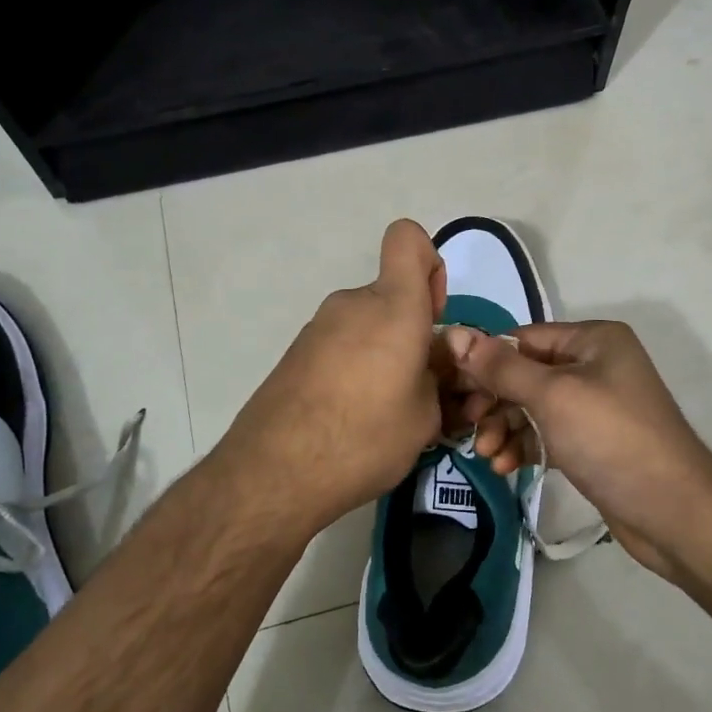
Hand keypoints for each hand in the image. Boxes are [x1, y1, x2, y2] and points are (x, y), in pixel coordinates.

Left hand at [209, 219, 448, 537]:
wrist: (275, 472)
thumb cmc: (365, 437)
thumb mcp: (425, 417)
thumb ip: (436, 378)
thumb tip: (428, 365)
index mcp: (393, 307)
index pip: (408, 239)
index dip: (428, 263)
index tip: (432, 313)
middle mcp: (352, 304)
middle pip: (391, 296)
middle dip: (410, 331)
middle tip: (418, 387)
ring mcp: (318, 328)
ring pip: (367, 325)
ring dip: (382, 354)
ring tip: (384, 412)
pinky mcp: (296, 353)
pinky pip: (341, 346)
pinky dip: (354, 368)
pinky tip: (350, 416)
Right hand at [443, 320, 711, 582]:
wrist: (673, 511)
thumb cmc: (611, 439)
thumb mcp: (552, 396)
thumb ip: (501, 367)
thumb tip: (454, 335)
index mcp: (592, 340)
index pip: (523, 339)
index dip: (485, 361)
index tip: (452, 389)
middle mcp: (595, 365)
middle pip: (525, 374)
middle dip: (494, 401)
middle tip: (468, 427)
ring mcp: (595, 405)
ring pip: (532, 407)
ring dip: (505, 428)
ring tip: (487, 455)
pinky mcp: (592, 442)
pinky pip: (547, 434)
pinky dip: (525, 446)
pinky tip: (506, 467)